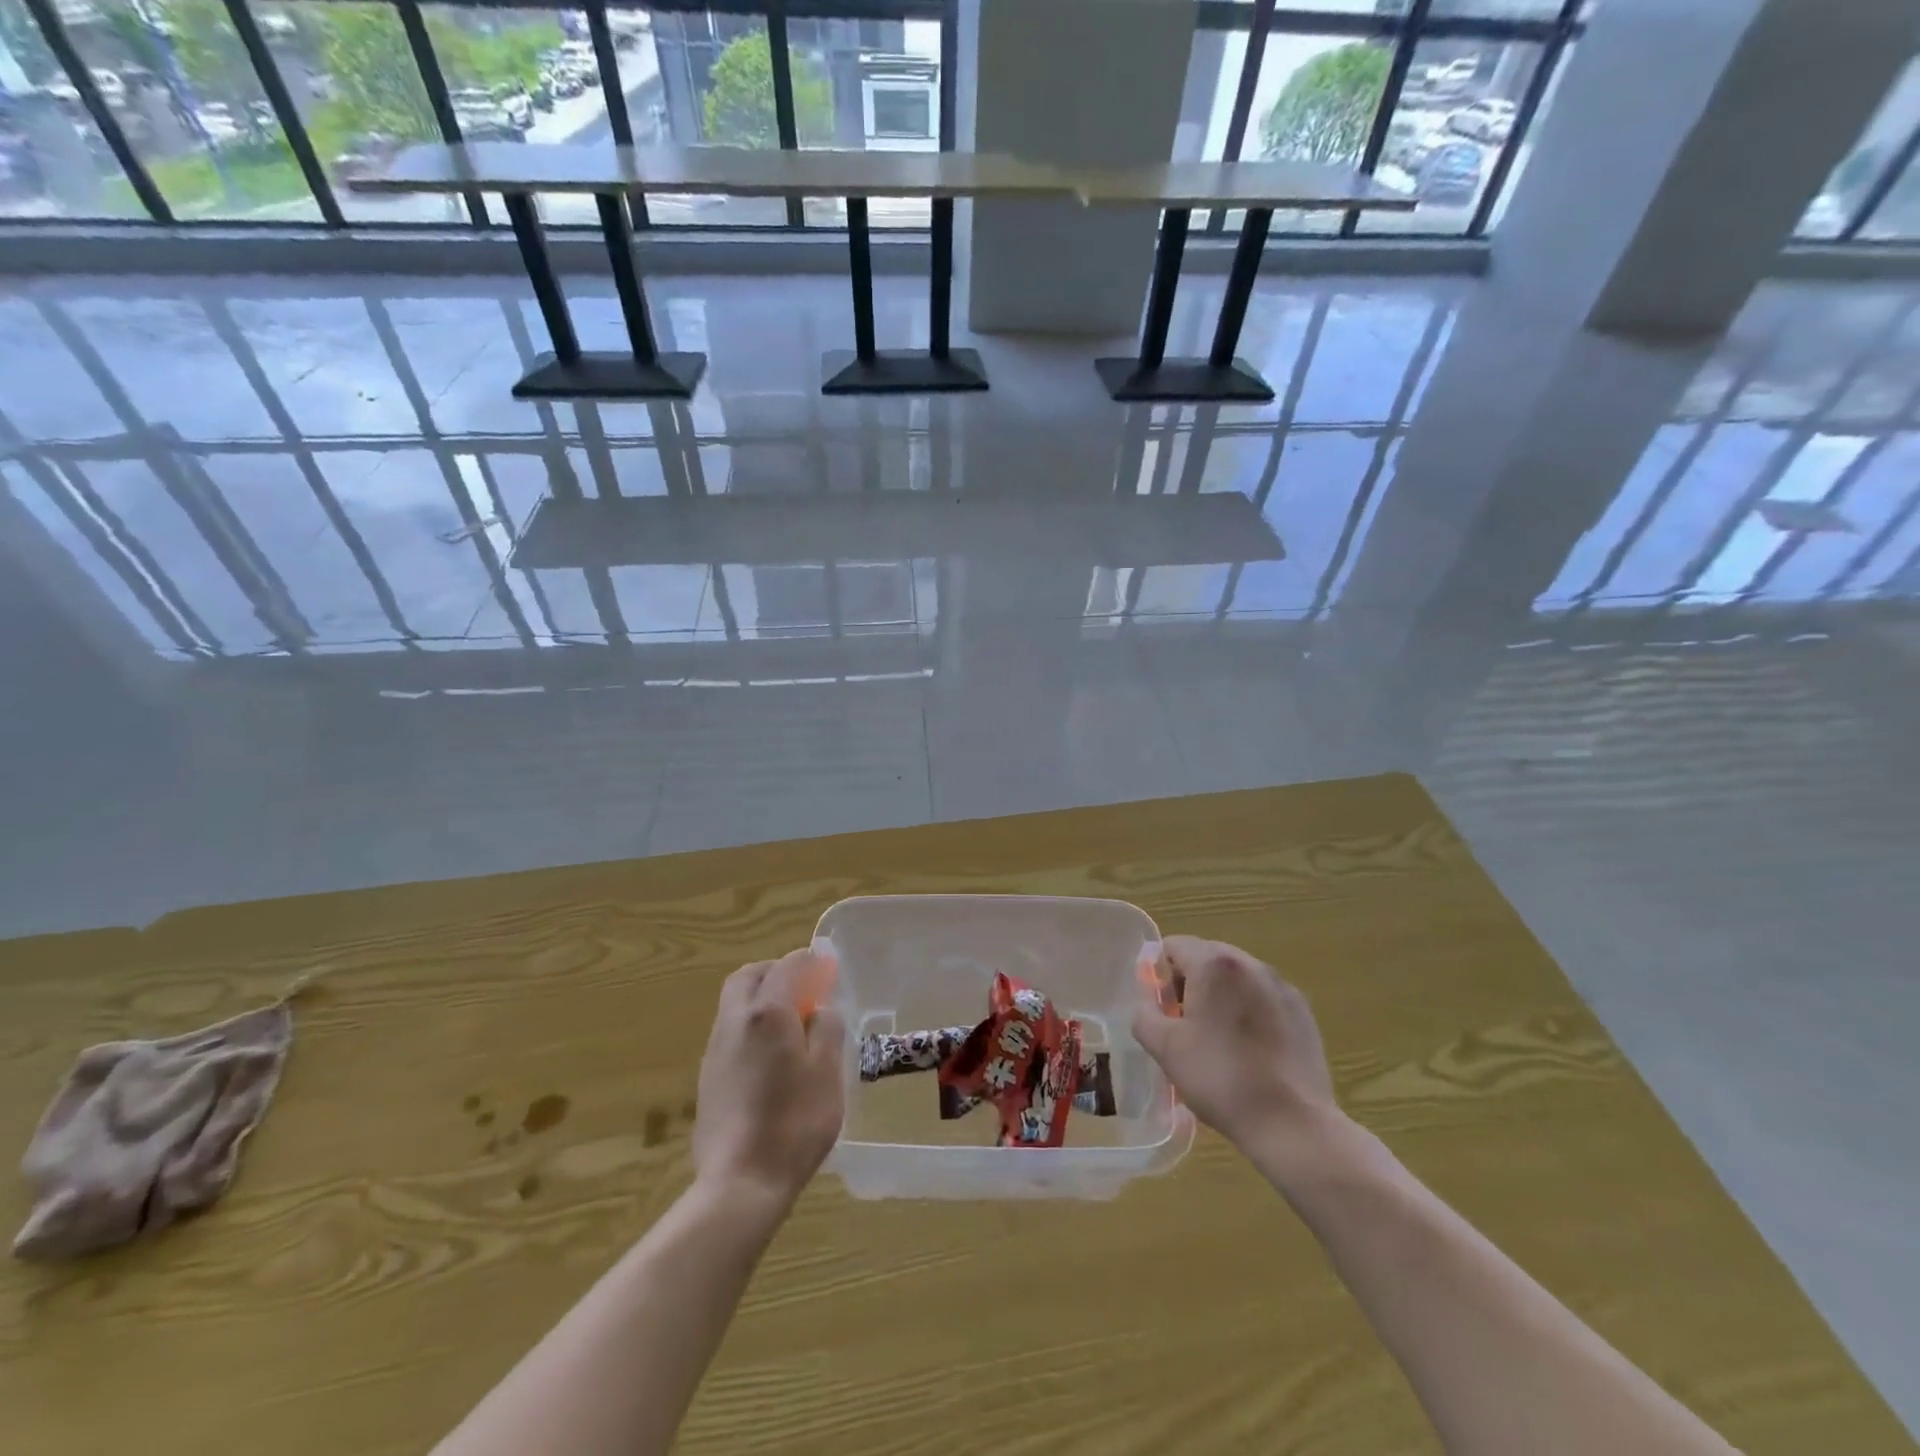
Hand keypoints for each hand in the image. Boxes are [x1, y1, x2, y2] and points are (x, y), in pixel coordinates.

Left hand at [691, 950, 845, 1208]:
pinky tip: (770, 1055)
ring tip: (790, 1021)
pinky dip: (750, 1025)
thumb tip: (820, 1009)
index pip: (786, 967)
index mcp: (767, 1012)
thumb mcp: (827, 1071)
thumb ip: (827, 1028)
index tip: (826, 967)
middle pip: (748, 977)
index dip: (808, 962)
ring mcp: (715, 1050)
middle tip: (802, 985)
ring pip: (734, 1004)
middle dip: (774, 971)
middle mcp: (734, 1021)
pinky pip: (730, 1032)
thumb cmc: (795, 1122)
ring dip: (760, 998)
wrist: (741, 1183)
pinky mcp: (707, 1078)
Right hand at [1133, 935, 1340, 1158]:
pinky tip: (1249, 1048)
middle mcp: (1250, 963)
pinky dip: (1248, 1009)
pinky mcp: (1302, 1011)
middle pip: (1206, 956)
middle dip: (1189, 982)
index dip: (1159, 974)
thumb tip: (1149, 1000)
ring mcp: (1281, 986)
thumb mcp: (1164, 1048)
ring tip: (1217, 1037)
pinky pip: (1263, 996)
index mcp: (1213, 965)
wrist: (1292, 1124)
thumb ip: (1144, 1013)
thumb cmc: (1220, 1078)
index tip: (1160, 1008)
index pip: (1173, 946)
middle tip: (1183, 1023)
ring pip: (1236, 976)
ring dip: (1219, 994)